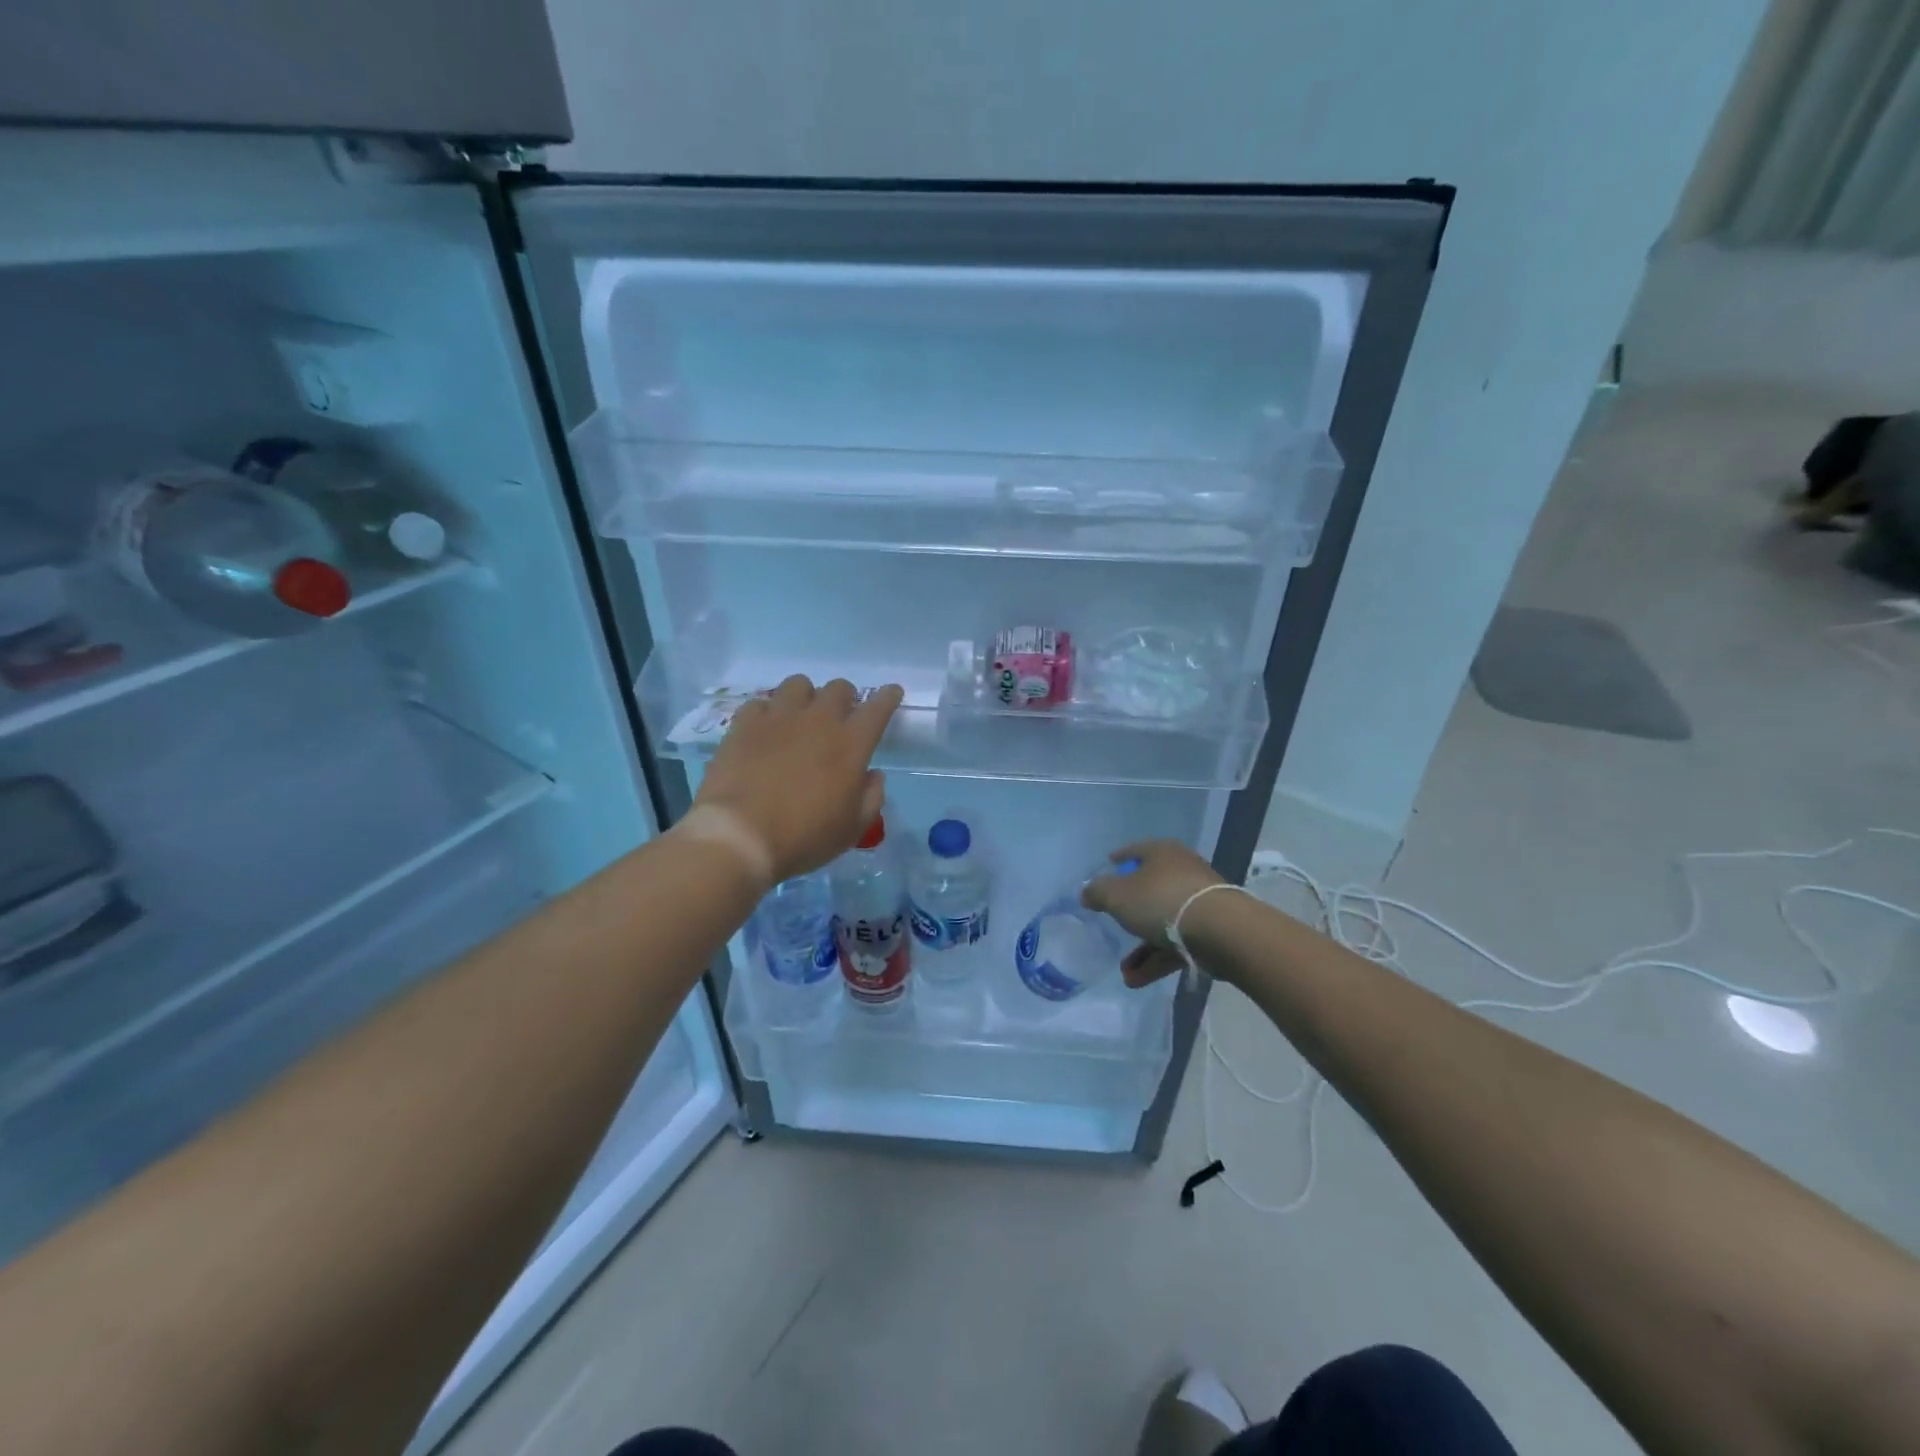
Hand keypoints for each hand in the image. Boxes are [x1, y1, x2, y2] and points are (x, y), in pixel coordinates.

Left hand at [693, 676, 902, 882]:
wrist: (740, 836)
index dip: (887, 697)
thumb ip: (871, 797)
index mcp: (851, 744)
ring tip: (799, 718)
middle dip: (845, 698)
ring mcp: (778, 717)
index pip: (878, 708)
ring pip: (798, 684)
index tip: (891, 693)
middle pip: (839, 688)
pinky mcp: (744, 724)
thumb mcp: (852, 829)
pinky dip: (767, 713)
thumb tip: (873, 775)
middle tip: (840, 717)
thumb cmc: (804, 837)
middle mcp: (818, 720)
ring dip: (806, 697)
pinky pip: (760, 703)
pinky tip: (764, 731)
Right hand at [1081, 840, 1224, 986]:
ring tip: (1124, 972)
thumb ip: (1097, 892)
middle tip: (1113, 924)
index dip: (1120, 858)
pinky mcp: (1211, 931)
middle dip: (1129, 913)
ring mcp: (1199, 902)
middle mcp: (1182, 872)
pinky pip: (1178, 943)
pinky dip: (1158, 960)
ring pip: (1163, 922)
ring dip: (1143, 948)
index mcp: (1162, 854)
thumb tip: (1087, 892)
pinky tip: (1137, 980)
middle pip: (1150, 889)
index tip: (1108, 865)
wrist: (1221, 931)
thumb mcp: (1117, 895)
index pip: (1137, 850)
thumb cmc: (1162, 901)